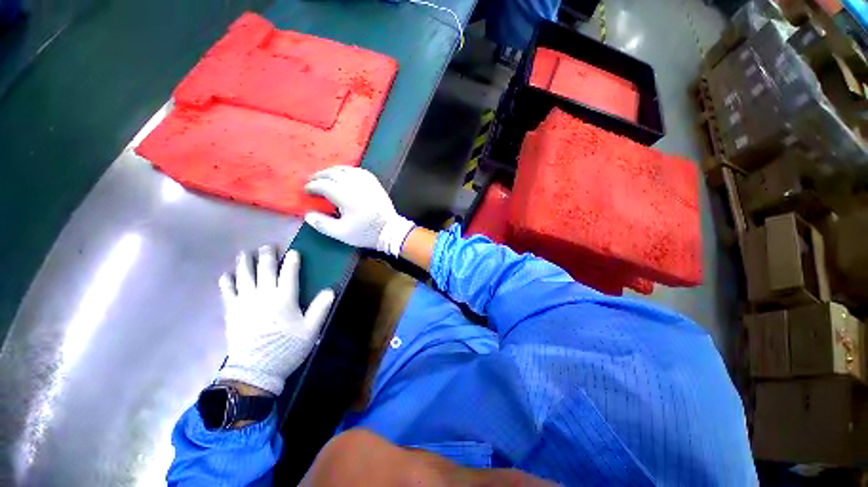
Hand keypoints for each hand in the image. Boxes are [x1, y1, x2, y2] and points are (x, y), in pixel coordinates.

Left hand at [217, 246, 334, 395]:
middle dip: (267, 255)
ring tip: (245, 253)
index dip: (292, 260)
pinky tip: (227, 274)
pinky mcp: (232, 311)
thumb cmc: (287, 348)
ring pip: (244, 276)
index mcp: (284, 298)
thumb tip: (330, 289)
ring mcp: (245, 302)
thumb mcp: (310, 330)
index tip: (294, 252)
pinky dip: (227, 281)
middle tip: (268, 246)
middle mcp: (263, 295)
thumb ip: (320, 308)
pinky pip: (227, 291)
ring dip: (244, 262)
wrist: (255, 370)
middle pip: (264, 269)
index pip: (289, 273)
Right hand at [304, 166, 414, 256]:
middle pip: (334, 173)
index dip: (313, 186)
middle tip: (312, 180)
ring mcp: (367, 183)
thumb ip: (323, 224)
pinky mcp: (375, 184)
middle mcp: (355, 186)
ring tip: (326, 175)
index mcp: (346, 197)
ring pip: (347, 169)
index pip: (324, 185)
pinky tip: (346, 174)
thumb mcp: (342, 233)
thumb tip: (308, 215)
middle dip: (320, 175)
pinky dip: (350, 170)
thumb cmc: (366, 233)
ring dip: (333, 170)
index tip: (307, 190)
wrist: (390, 231)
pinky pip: (360, 171)